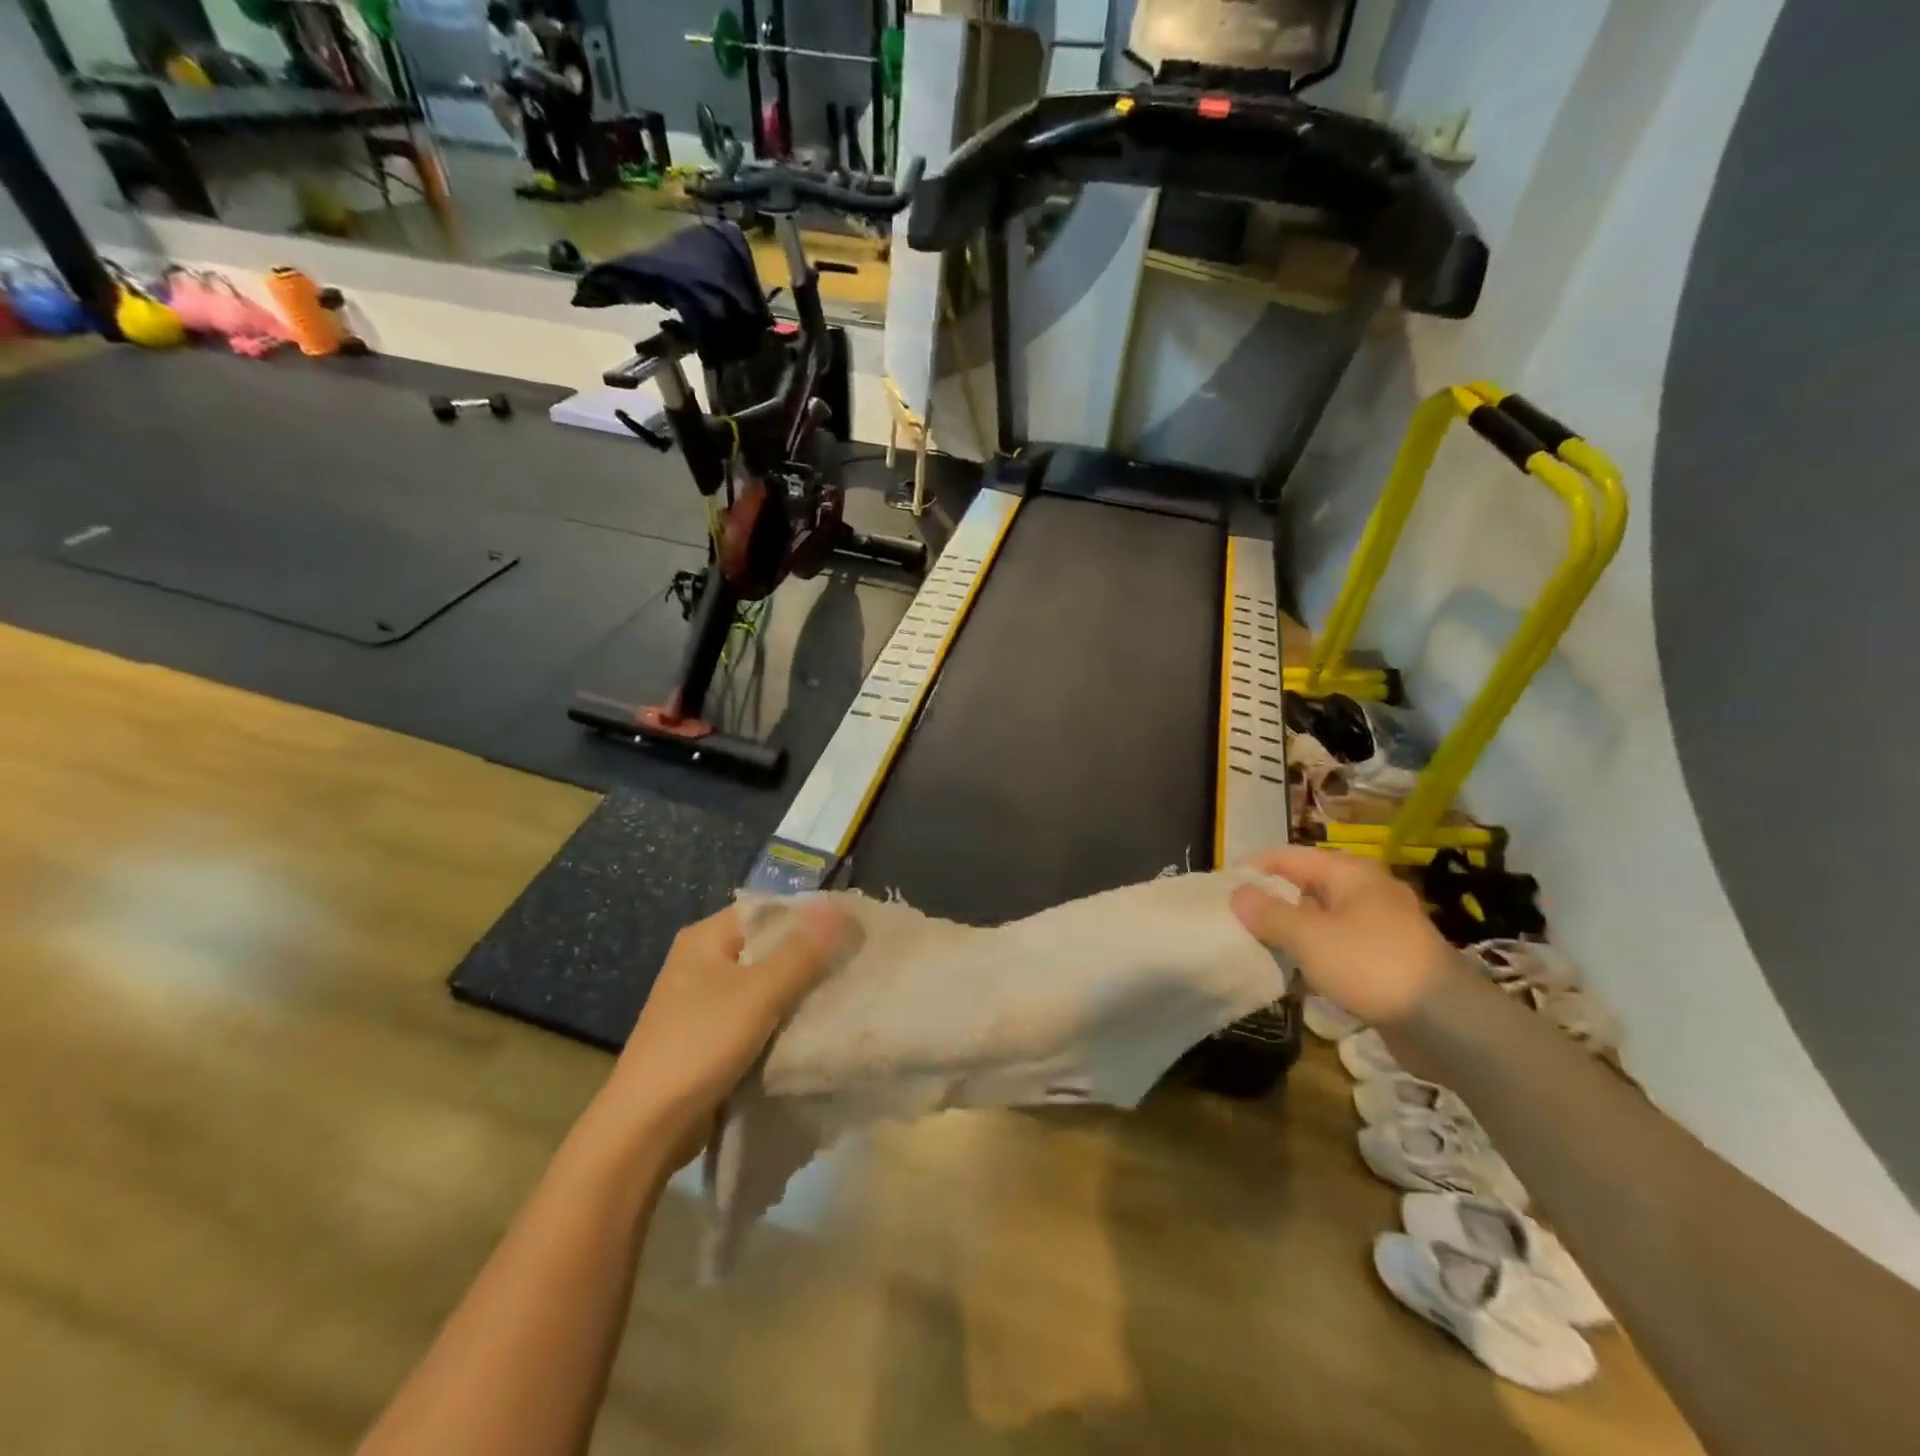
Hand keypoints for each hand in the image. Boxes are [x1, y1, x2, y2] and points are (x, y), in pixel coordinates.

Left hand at [602, 901, 849, 1147]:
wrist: (647, 1128)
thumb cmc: (701, 1044)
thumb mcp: (759, 993)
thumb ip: (803, 952)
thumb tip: (841, 909)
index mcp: (705, 938)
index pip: (767, 909)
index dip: (809, 915)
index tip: (852, 927)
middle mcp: (702, 962)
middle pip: (767, 945)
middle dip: (809, 955)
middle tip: (853, 962)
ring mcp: (703, 1001)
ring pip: (764, 983)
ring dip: (798, 989)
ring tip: (842, 992)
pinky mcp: (709, 1036)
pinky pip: (756, 1014)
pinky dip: (781, 1018)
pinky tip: (812, 1026)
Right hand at [1231, 846, 1456, 1025]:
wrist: (1445, 1023)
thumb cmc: (1370, 964)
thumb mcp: (1308, 937)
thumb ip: (1268, 913)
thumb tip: (1237, 894)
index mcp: (1350, 873)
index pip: (1290, 857)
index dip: (1255, 867)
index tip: (1222, 884)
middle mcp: (1366, 891)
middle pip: (1306, 886)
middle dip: (1271, 900)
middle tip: (1235, 917)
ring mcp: (1380, 926)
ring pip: (1321, 918)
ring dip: (1291, 930)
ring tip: (1257, 944)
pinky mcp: (1387, 959)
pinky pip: (1338, 945)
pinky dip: (1314, 953)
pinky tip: (1295, 972)